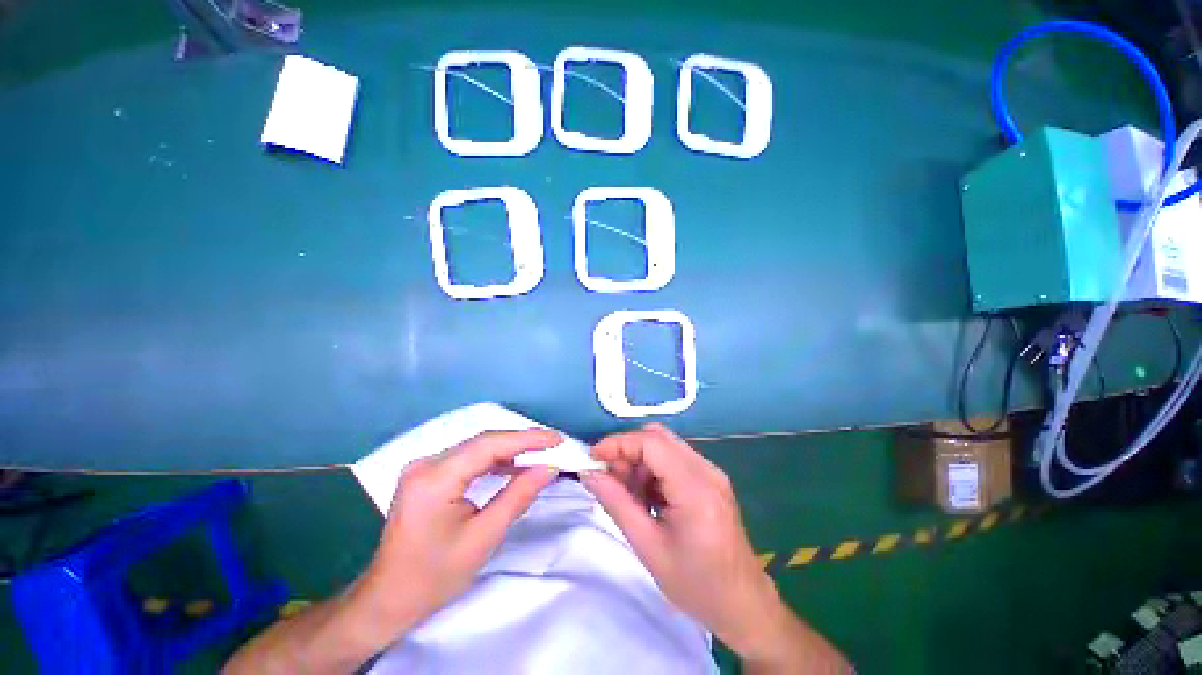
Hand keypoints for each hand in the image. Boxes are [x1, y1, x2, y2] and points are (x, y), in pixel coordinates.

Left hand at [353, 430, 559, 636]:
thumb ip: (518, 496)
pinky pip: (467, 459)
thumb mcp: (483, 538)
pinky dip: (493, 461)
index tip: (557, 439)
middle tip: (553, 445)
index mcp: (435, 478)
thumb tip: (549, 468)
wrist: (387, 600)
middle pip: (483, 442)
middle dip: (521, 442)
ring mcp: (424, 467)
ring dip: (509, 450)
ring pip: (477, 448)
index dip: (526, 439)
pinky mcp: (427, 475)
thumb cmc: (433, 577)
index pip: (489, 445)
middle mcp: (427, 463)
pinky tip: (513, 467)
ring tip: (539, 454)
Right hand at [584, 425, 821, 667]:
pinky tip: (646, 496)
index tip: (592, 457)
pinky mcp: (710, 479)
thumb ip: (617, 504)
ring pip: (665, 446)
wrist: (744, 605)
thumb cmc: (696, 585)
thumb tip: (589, 474)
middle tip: (608, 476)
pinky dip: (653, 469)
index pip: (651, 443)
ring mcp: (711, 472)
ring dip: (639, 460)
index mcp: (695, 488)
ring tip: (626, 492)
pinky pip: (674, 459)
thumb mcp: (648, 547)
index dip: (618, 443)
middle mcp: (706, 470)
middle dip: (627, 450)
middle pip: (658, 437)